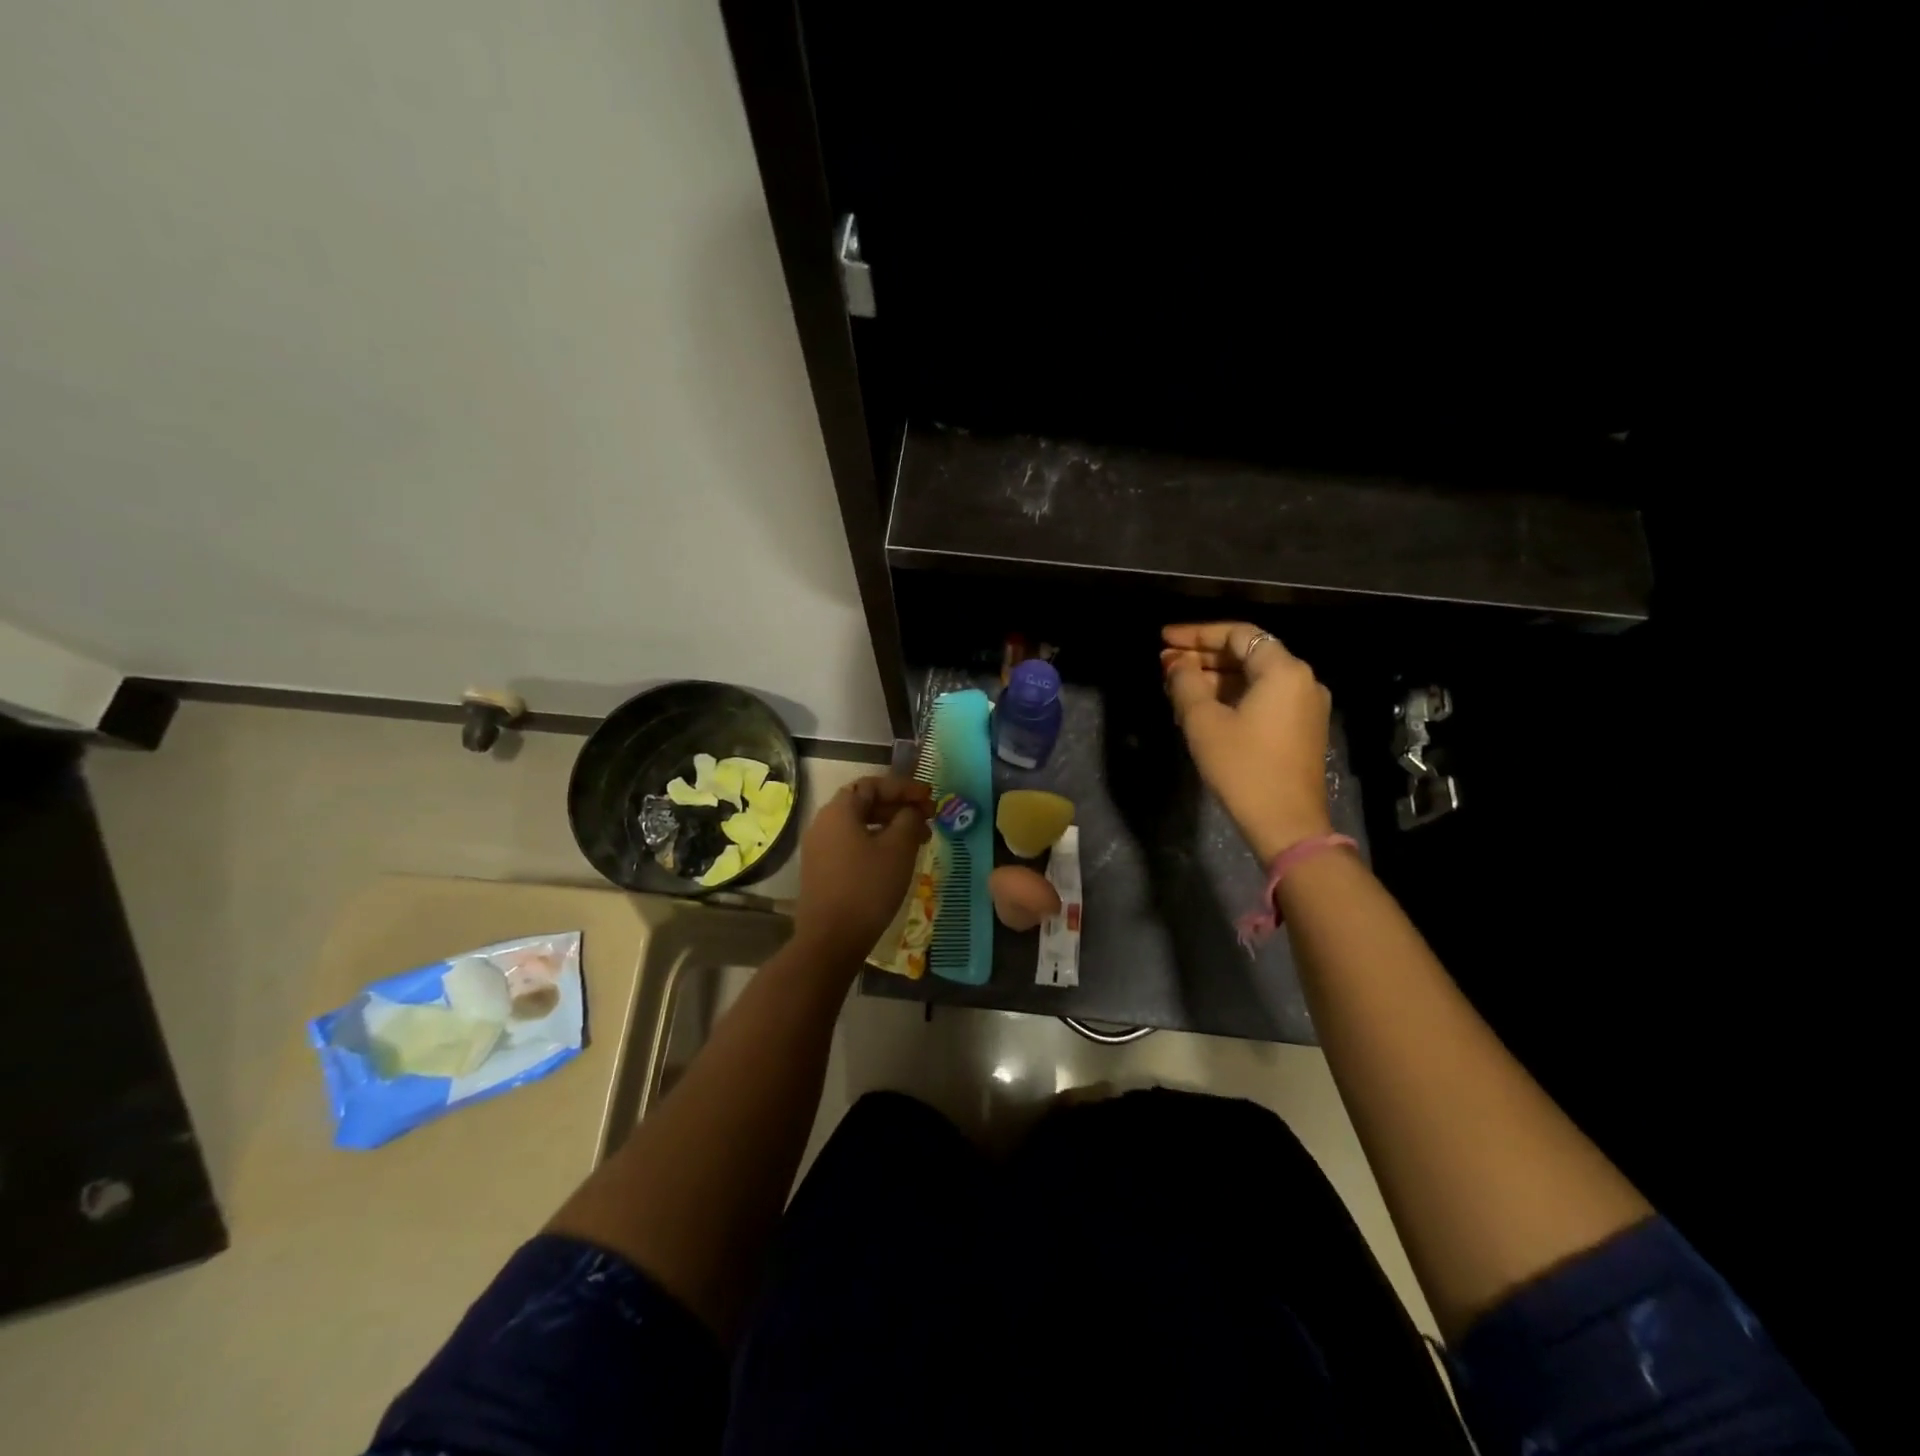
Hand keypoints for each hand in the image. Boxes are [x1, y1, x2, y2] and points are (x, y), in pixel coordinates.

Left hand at [792, 776, 933, 963]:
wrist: (831, 940)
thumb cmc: (867, 887)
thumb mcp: (898, 849)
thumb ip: (909, 820)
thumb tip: (912, 811)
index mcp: (838, 811)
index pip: (873, 784)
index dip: (903, 787)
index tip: (929, 797)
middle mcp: (823, 824)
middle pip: (864, 803)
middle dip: (899, 807)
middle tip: (928, 818)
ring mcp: (819, 849)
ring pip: (859, 826)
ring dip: (890, 827)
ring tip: (919, 840)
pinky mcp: (821, 871)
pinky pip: (851, 845)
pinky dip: (876, 843)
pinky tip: (896, 859)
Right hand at [1161, 623, 1333, 863]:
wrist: (1286, 823)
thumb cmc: (1243, 768)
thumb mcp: (1204, 722)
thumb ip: (1185, 683)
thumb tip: (1176, 663)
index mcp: (1283, 670)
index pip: (1237, 634)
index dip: (1197, 633)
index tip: (1164, 639)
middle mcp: (1301, 679)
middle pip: (1247, 653)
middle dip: (1203, 656)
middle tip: (1164, 663)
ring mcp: (1305, 705)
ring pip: (1253, 677)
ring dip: (1214, 678)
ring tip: (1175, 686)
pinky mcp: (1301, 728)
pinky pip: (1263, 698)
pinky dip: (1231, 696)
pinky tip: (1201, 707)